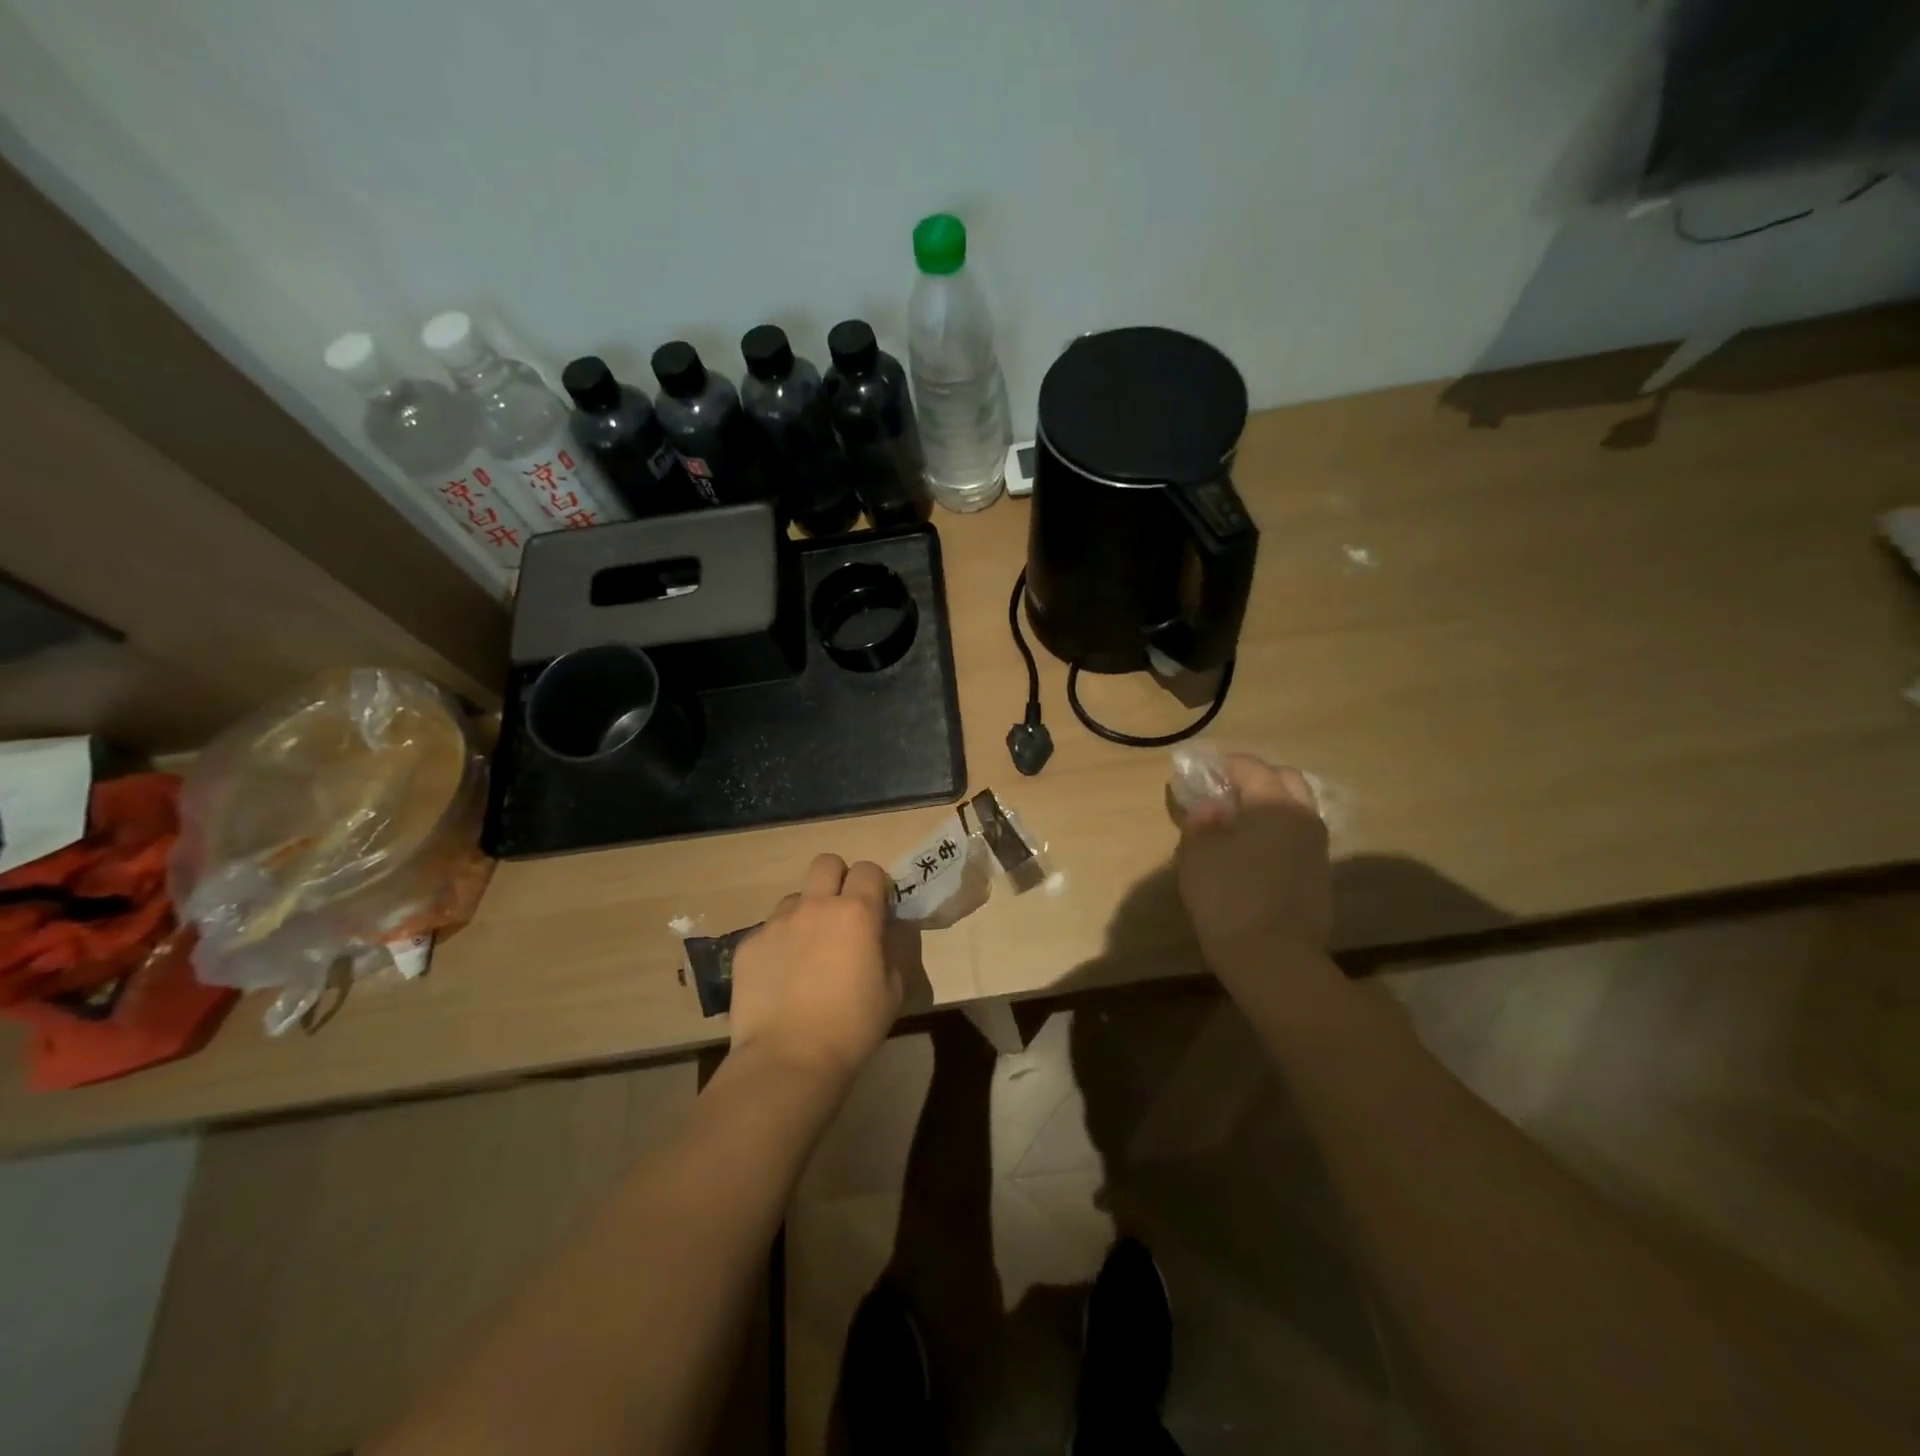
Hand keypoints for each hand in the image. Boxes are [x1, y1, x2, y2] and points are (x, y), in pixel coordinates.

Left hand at [727, 854, 901, 1089]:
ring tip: (807, 952)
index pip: (868, 870)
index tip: (877, 908)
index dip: (875, 885)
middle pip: (826, 863)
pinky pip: (769, 930)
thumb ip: (889, 952)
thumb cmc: (851, 1028)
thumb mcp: (892, 991)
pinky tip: (781, 977)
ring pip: (795, 898)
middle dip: (837, 879)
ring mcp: (776, 923)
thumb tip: (879, 936)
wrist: (787, 1060)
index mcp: (856, 913)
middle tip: (842, 914)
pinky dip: (779, 944)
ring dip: (806, 913)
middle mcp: (815, 906)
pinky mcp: (748, 944)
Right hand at [1176, 755, 1332, 981]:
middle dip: (1256, 778)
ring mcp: (1317, 849)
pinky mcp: (1320, 876)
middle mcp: (1304, 818)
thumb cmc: (1228, 896)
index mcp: (1274, 804)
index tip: (1201, 772)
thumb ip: (1201, 821)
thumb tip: (1210, 806)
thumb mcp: (1198, 854)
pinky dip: (1277, 834)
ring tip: (1236, 824)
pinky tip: (1252, 854)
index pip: (1251, 767)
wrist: (1274, 959)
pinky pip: (1297, 839)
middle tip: (1225, 792)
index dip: (1223, 764)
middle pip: (1285, 780)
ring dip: (1269, 807)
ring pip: (1296, 810)